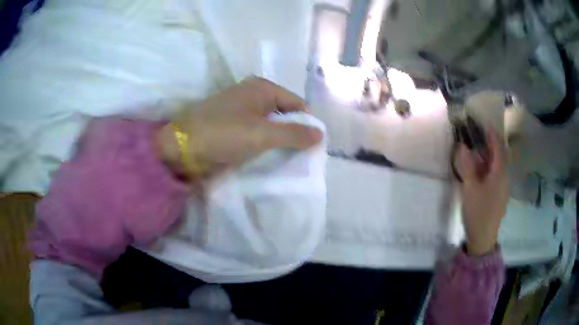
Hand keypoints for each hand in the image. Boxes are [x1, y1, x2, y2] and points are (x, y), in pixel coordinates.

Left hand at [157, 77, 322, 177]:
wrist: (181, 147)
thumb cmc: (222, 134)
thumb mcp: (262, 134)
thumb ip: (293, 134)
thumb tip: (320, 134)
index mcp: (262, 88)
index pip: (297, 104)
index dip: (306, 124)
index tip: (311, 148)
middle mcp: (253, 94)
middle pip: (284, 113)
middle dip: (293, 133)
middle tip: (300, 156)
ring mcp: (240, 109)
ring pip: (270, 124)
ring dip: (278, 140)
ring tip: (286, 159)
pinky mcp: (231, 124)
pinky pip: (256, 131)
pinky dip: (263, 143)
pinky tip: (267, 157)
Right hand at [457, 130, 507, 255]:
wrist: (483, 238)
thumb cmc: (478, 212)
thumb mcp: (470, 188)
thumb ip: (467, 166)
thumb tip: (463, 146)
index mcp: (500, 174)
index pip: (498, 148)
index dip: (492, 135)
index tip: (485, 124)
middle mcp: (504, 178)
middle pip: (501, 155)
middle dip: (492, 144)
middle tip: (481, 135)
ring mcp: (503, 188)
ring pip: (499, 166)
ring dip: (490, 156)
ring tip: (479, 150)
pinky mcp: (499, 196)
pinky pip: (497, 175)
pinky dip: (490, 167)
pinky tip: (481, 170)